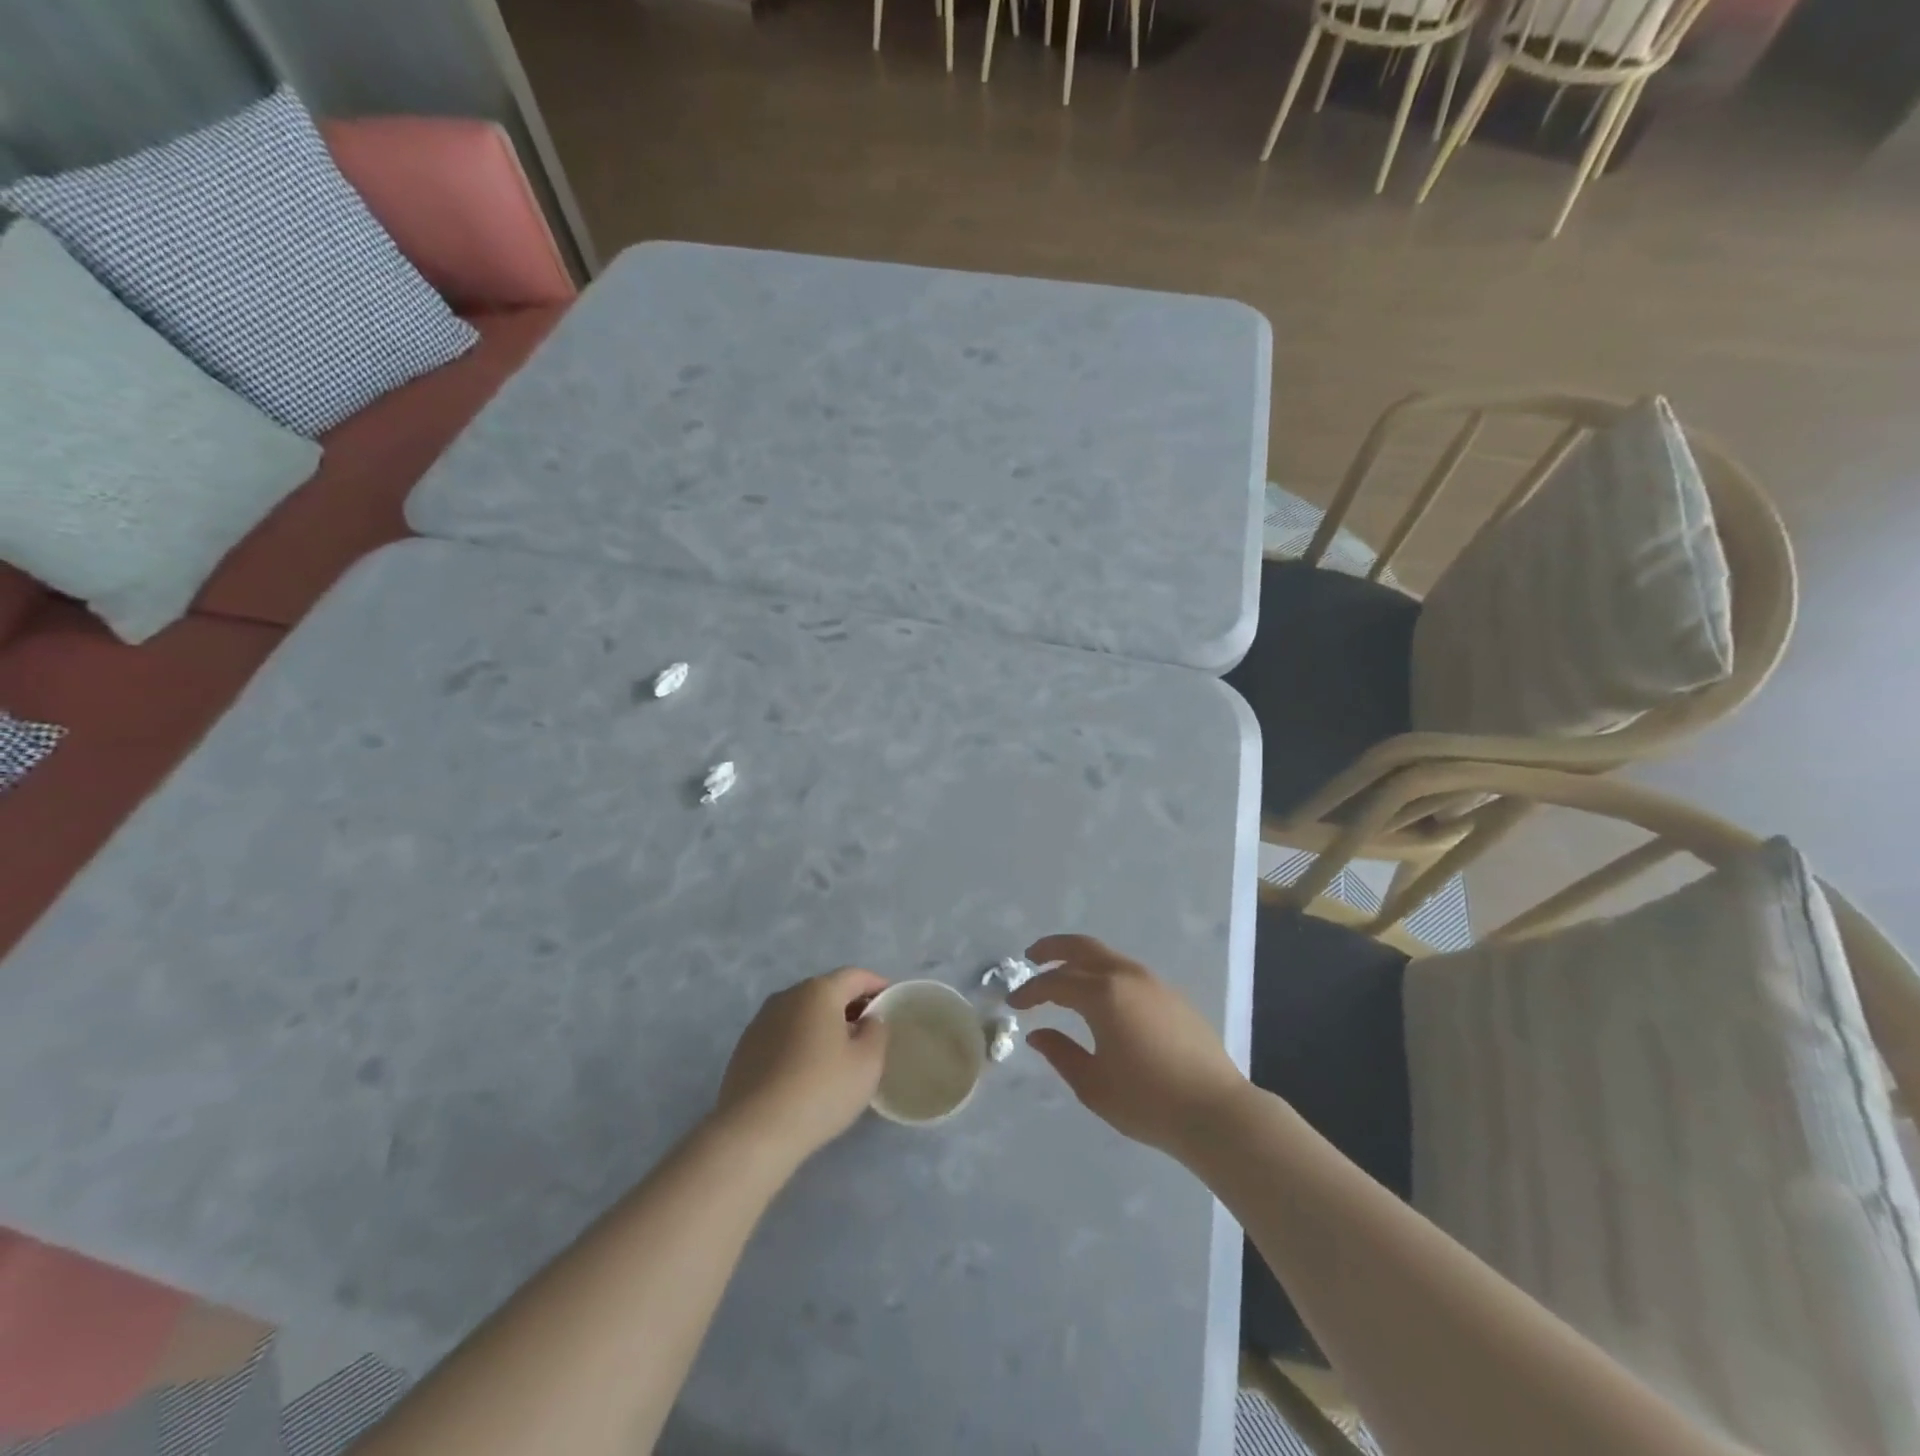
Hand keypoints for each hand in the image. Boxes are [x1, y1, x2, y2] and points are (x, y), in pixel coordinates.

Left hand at [714, 968, 890, 1165]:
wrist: (753, 1132)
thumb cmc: (820, 1090)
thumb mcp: (867, 1063)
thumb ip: (877, 1031)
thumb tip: (868, 1020)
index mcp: (819, 992)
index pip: (854, 976)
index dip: (876, 984)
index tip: (891, 999)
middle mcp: (787, 996)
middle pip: (826, 992)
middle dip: (850, 1005)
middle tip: (869, 1029)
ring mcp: (761, 1021)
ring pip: (803, 1013)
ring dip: (823, 1024)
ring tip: (839, 1052)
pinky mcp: (745, 1048)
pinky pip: (783, 1034)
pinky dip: (801, 1041)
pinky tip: (807, 1070)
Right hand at [1009, 935, 1244, 1156]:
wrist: (1215, 1111)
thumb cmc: (1148, 1101)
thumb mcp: (1093, 1084)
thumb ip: (1060, 1053)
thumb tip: (1038, 1034)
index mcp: (1102, 994)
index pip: (1055, 983)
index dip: (1030, 992)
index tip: (1013, 1003)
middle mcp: (1126, 976)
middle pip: (1082, 948)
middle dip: (1052, 949)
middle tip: (1031, 957)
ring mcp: (1153, 982)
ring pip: (1107, 956)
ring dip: (1080, 958)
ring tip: (1062, 973)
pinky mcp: (1171, 995)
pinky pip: (1127, 971)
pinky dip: (1104, 972)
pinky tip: (1100, 994)